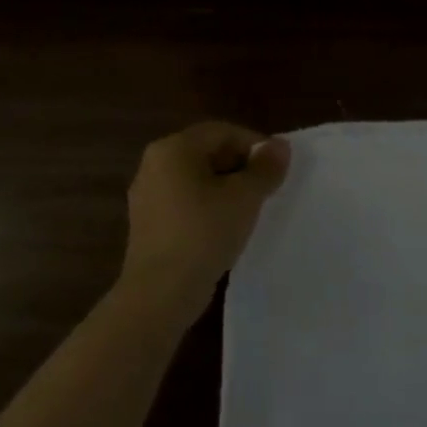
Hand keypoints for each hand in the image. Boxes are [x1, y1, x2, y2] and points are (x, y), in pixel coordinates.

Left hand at [121, 122, 290, 320]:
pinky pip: (184, 202)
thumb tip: (280, 145)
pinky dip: (207, 207)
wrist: (160, 293)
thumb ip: (265, 167)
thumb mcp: (245, 197)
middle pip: (208, 153)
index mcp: (174, 148)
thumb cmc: (204, 233)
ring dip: (225, 188)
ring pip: (197, 179)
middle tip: (267, 188)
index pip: (222, 132)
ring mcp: (146, 195)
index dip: (255, 145)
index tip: (277, 168)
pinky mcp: (147, 224)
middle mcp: (154, 164)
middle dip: (240, 167)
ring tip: (250, 209)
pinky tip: (225, 228)